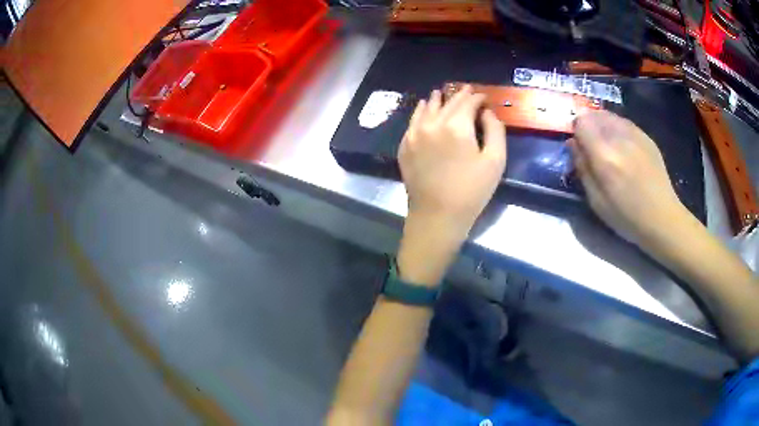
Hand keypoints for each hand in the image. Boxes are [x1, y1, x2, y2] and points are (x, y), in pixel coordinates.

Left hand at [396, 86, 506, 285]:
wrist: (437, 215)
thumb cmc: (472, 191)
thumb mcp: (495, 161)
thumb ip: (495, 130)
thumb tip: (487, 112)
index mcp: (456, 126)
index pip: (468, 102)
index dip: (478, 97)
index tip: (484, 98)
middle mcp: (432, 123)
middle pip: (448, 103)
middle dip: (460, 96)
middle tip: (467, 91)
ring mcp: (414, 134)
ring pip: (427, 108)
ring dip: (438, 100)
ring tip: (442, 93)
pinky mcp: (405, 145)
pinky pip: (413, 121)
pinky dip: (421, 111)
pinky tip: (424, 107)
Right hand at [569, 111, 690, 244]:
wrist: (662, 218)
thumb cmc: (627, 216)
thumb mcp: (596, 201)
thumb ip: (582, 168)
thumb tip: (572, 144)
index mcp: (605, 156)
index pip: (581, 122)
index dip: (576, 131)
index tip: (579, 146)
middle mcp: (619, 138)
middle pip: (595, 115)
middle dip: (589, 126)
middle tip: (592, 145)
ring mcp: (635, 135)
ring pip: (610, 116)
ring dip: (603, 125)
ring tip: (607, 145)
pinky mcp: (646, 137)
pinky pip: (624, 122)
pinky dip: (617, 128)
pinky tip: (623, 147)